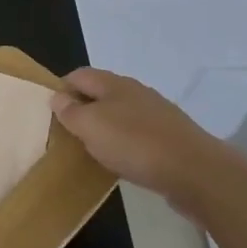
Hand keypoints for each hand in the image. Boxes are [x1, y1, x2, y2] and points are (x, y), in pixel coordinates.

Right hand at [52, 67, 240, 210]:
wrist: (196, 172)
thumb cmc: (134, 143)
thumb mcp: (90, 126)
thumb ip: (70, 111)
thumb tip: (57, 96)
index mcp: (114, 84)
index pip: (79, 75)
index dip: (61, 89)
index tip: (50, 113)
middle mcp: (136, 92)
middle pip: (100, 93)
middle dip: (82, 108)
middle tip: (68, 132)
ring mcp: (157, 114)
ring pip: (120, 113)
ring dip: (104, 127)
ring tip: (92, 148)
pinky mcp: (171, 136)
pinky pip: (138, 133)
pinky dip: (124, 142)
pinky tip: (122, 160)